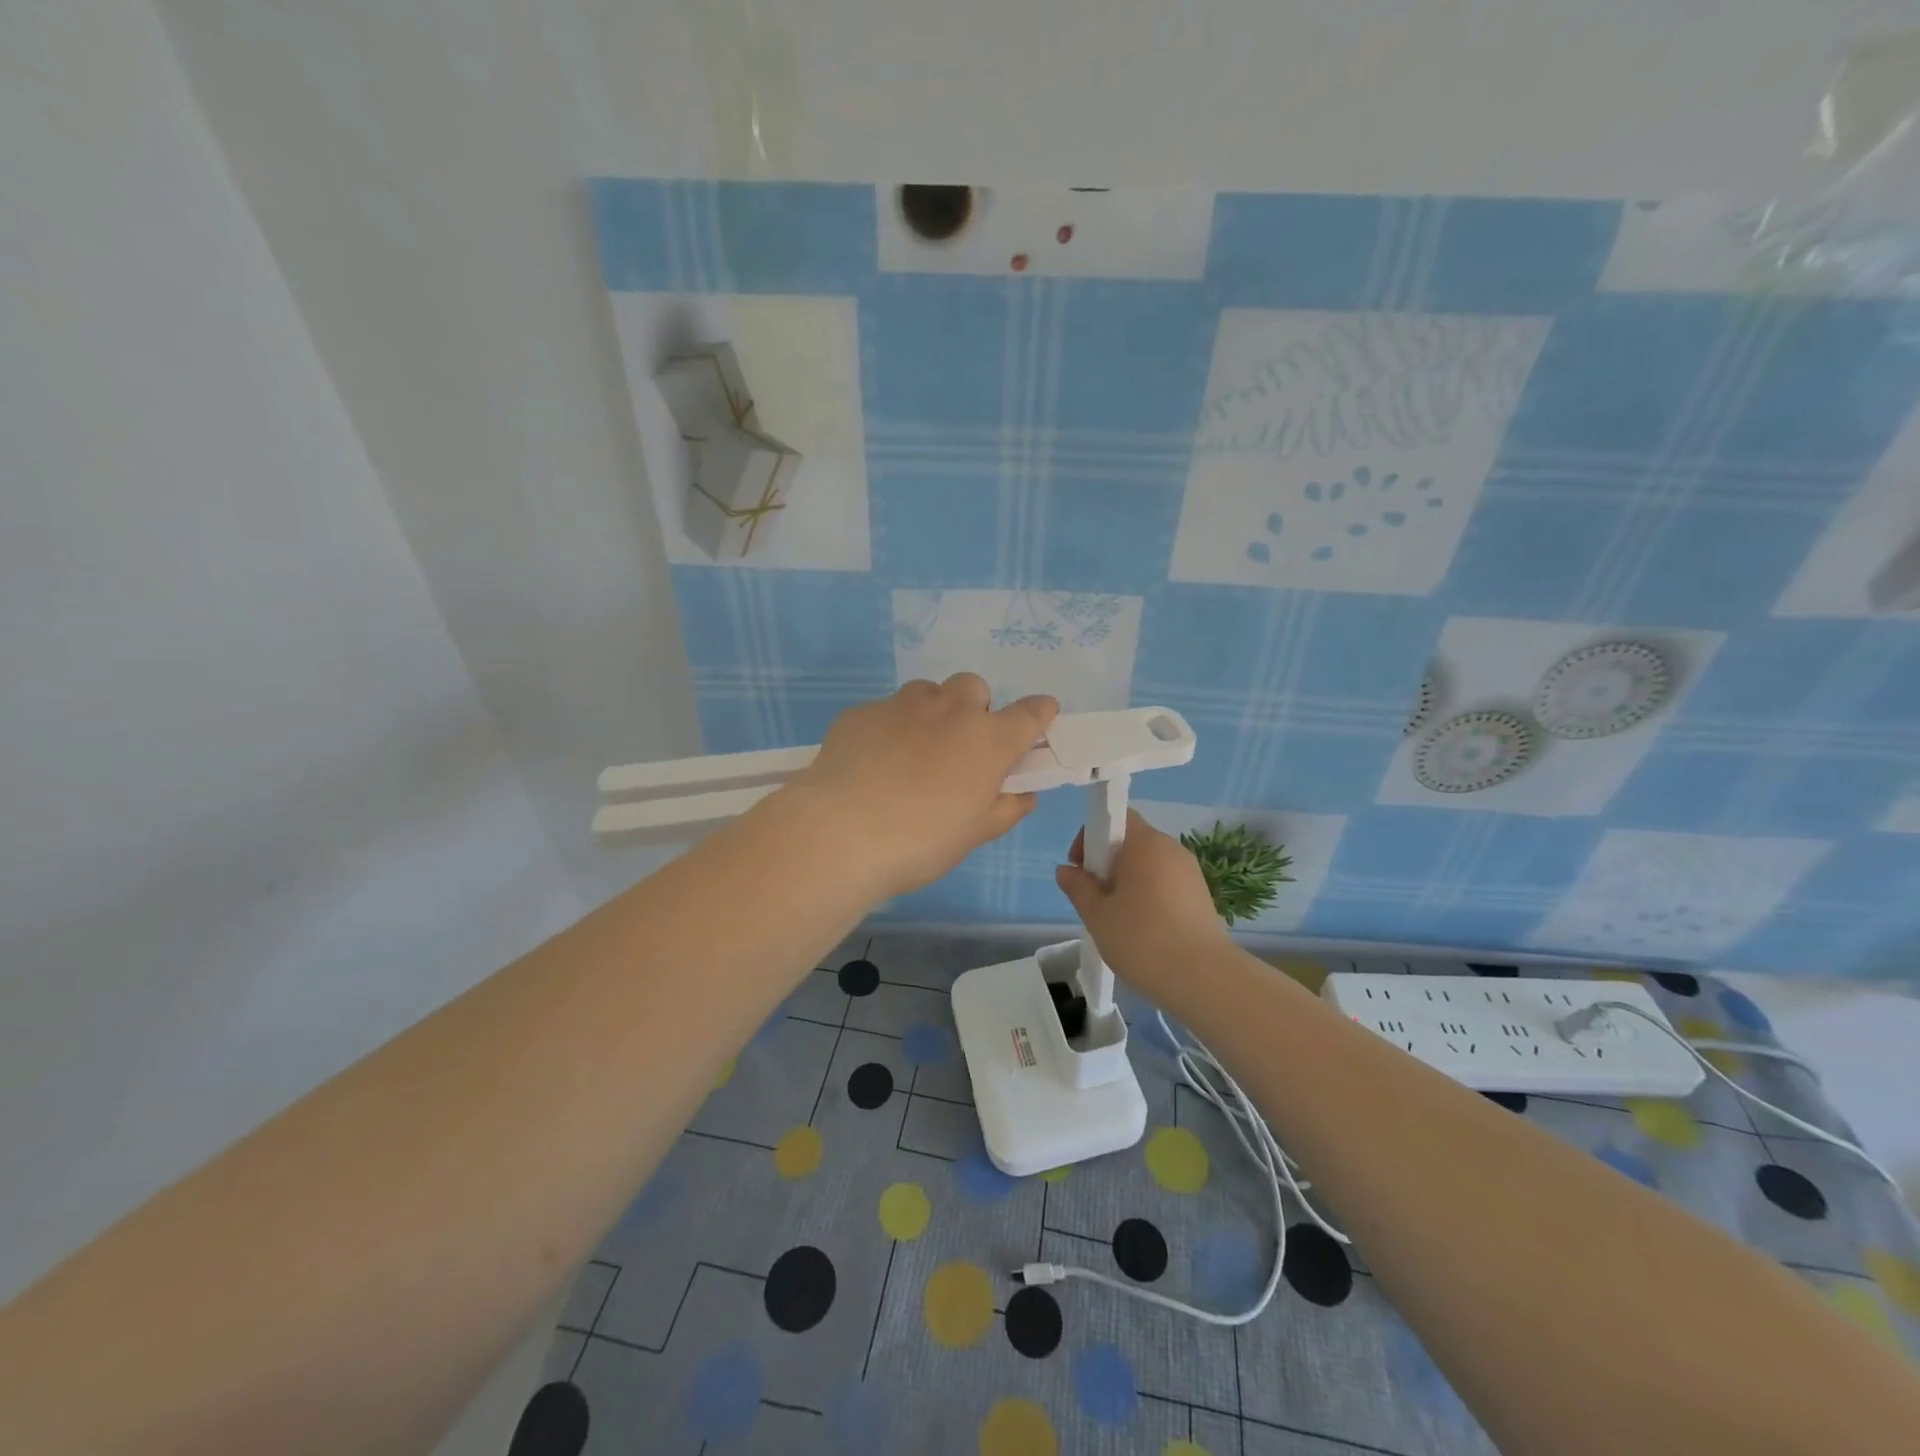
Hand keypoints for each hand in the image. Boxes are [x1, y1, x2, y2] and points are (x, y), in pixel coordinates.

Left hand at [785, 676, 1057, 901]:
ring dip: (931, 712)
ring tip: (912, 752)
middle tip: (960, 748)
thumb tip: (1023, 796)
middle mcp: (950, 710)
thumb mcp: (974, 835)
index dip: (1039, 713)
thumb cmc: (922, 840)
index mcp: (988, 740)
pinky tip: (872, 763)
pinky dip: (888, 729)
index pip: (1030, 713)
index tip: (1040, 716)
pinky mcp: (861, 712)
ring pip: (927, 692)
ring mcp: (902, 705)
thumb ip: (1005, 810)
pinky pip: (885, 711)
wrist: (840, 832)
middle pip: (974, 688)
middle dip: (974, 709)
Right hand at [1055, 811, 1231, 1001]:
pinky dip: (1149, 895)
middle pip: (1132, 841)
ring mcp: (1190, 872)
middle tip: (1095, 898)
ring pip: (1149, 864)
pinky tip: (1143, 928)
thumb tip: (1066, 870)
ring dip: (1128, 881)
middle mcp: (1171, 848)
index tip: (1082, 868)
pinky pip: (1165, 882)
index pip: (1116, 817)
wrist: (1204, 979)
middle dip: (1107, 863)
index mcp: (1145, 843)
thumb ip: (1078, 887)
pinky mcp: (1201, 895)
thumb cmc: (1142, 939)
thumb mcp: (1097, 914)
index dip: (1092, 837)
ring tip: (1117, 918)